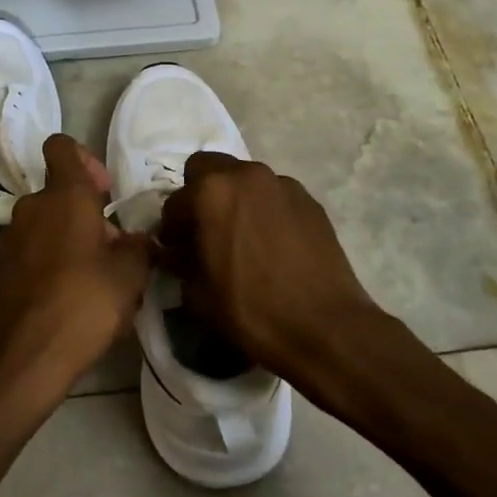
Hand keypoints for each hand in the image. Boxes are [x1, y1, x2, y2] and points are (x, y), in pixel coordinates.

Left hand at [0, 135, 153, 418]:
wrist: (29, 357)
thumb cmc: (86, 303)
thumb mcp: (131, 274)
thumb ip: (140, 246)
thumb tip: (140, 239)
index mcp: (64, 196)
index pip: (62, 146)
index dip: (85, 159)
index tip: (105, 192)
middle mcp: (32, 206)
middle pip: (60, 190)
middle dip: (89, 210)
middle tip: (115, 248)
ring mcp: (12, 237)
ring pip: (48, 220)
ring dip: (72, 235)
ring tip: (98, 275)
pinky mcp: (3, 266)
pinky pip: (34, 247)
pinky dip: (53, 257)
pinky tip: (72, 292)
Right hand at [156, 152, 376, 384]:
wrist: (325, 328)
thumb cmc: (251, 310)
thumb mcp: (198, 293)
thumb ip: (180, 262)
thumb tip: (175, 252)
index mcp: (211, 192)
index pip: (175, 202)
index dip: (171, 229)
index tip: (176, 250)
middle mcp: (246, 175)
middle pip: (209, 168)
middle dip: (200, 194)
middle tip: (205, 230)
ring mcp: (282, 184)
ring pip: (245, 180)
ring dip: (235, 200)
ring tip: (241, 237)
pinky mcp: (309, 200)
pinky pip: (274, 196)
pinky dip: (265, 211)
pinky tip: (272, 244)